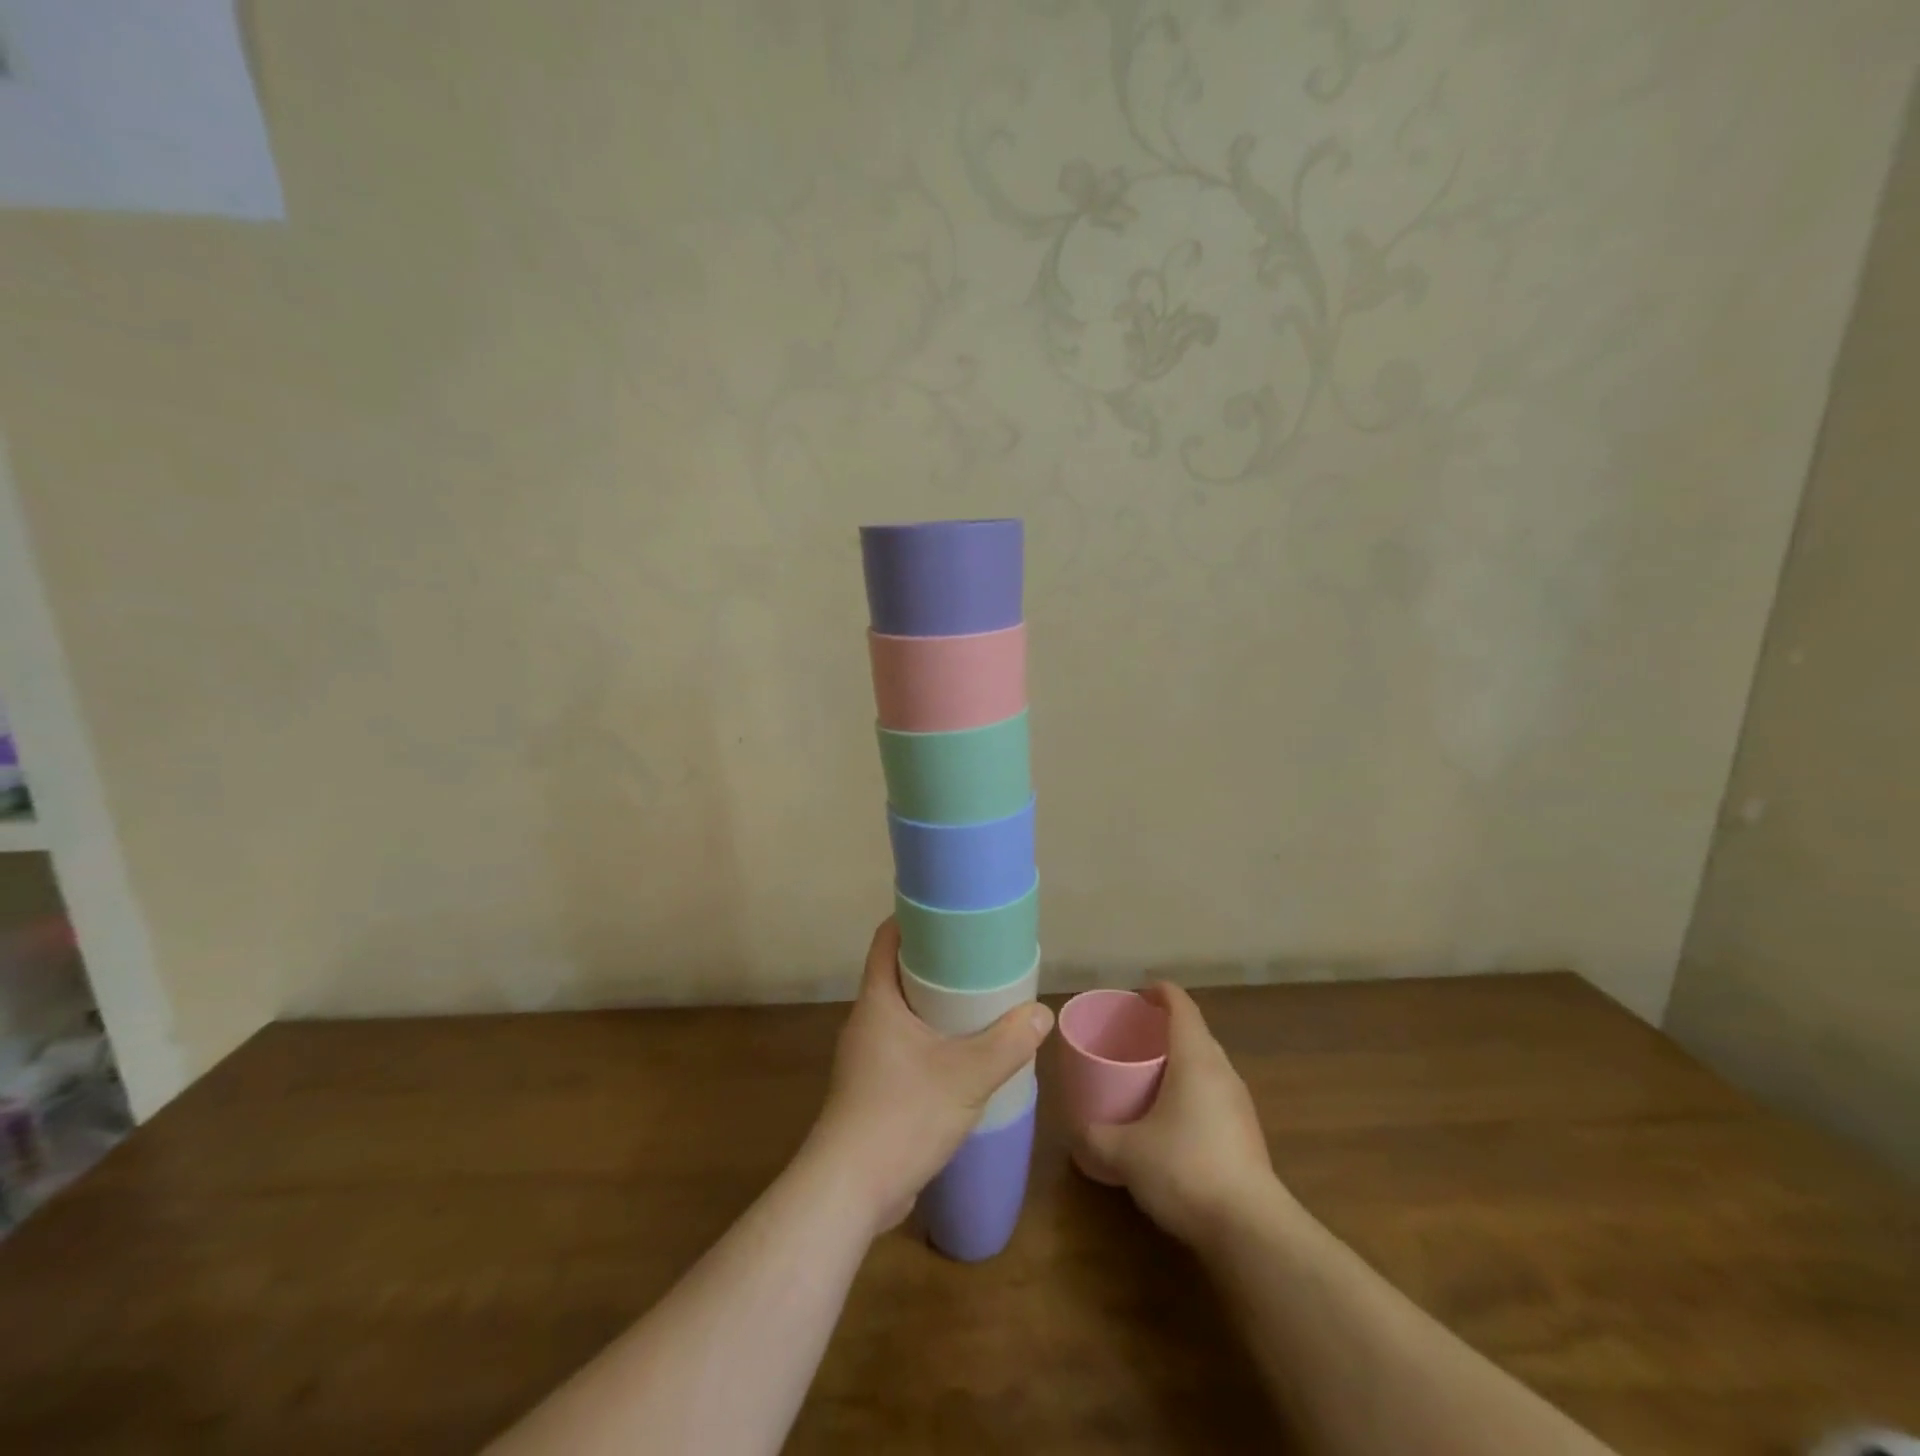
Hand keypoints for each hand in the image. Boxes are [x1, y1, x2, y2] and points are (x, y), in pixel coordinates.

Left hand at [806, 919, 1053, 1238]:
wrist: (850, 1191)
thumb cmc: (902, 1115)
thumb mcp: (966, 1076)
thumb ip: (1007, 1043)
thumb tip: (1040, 1014)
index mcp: (877, 1001)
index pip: (887, 939)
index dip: (914, 919)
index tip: (951, 914)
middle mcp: (867, 1021)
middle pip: (899, 974)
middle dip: (937, 964)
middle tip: (979, 959)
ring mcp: (867, 1057)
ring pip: (904, 1014)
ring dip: (936, 1006)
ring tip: (979, 1004)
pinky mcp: (873, 1088)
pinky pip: (905, 1046)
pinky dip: (932, 1041)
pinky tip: (963, 1056)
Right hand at [1074, 983, 1288, 1248]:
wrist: (1250, 1230)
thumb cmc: (1185, 1169)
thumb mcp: (1125, 1153)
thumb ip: (1095, 1137)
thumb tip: (1076, 1133)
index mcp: (1195, 1058)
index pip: (1181, 1005)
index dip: (1159, 992)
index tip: (1137, 995)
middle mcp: (1222, 1071)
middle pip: (1195, 1033)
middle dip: (1165, 1029)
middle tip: (1132, 1039)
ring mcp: (1240, 1104)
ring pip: (1207, 1066)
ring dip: (1180, 1063)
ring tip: (1148, 1077)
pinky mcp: (1247, 1135)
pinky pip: (1214, 1095)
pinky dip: (1191, 1093)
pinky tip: (1171, 1120)